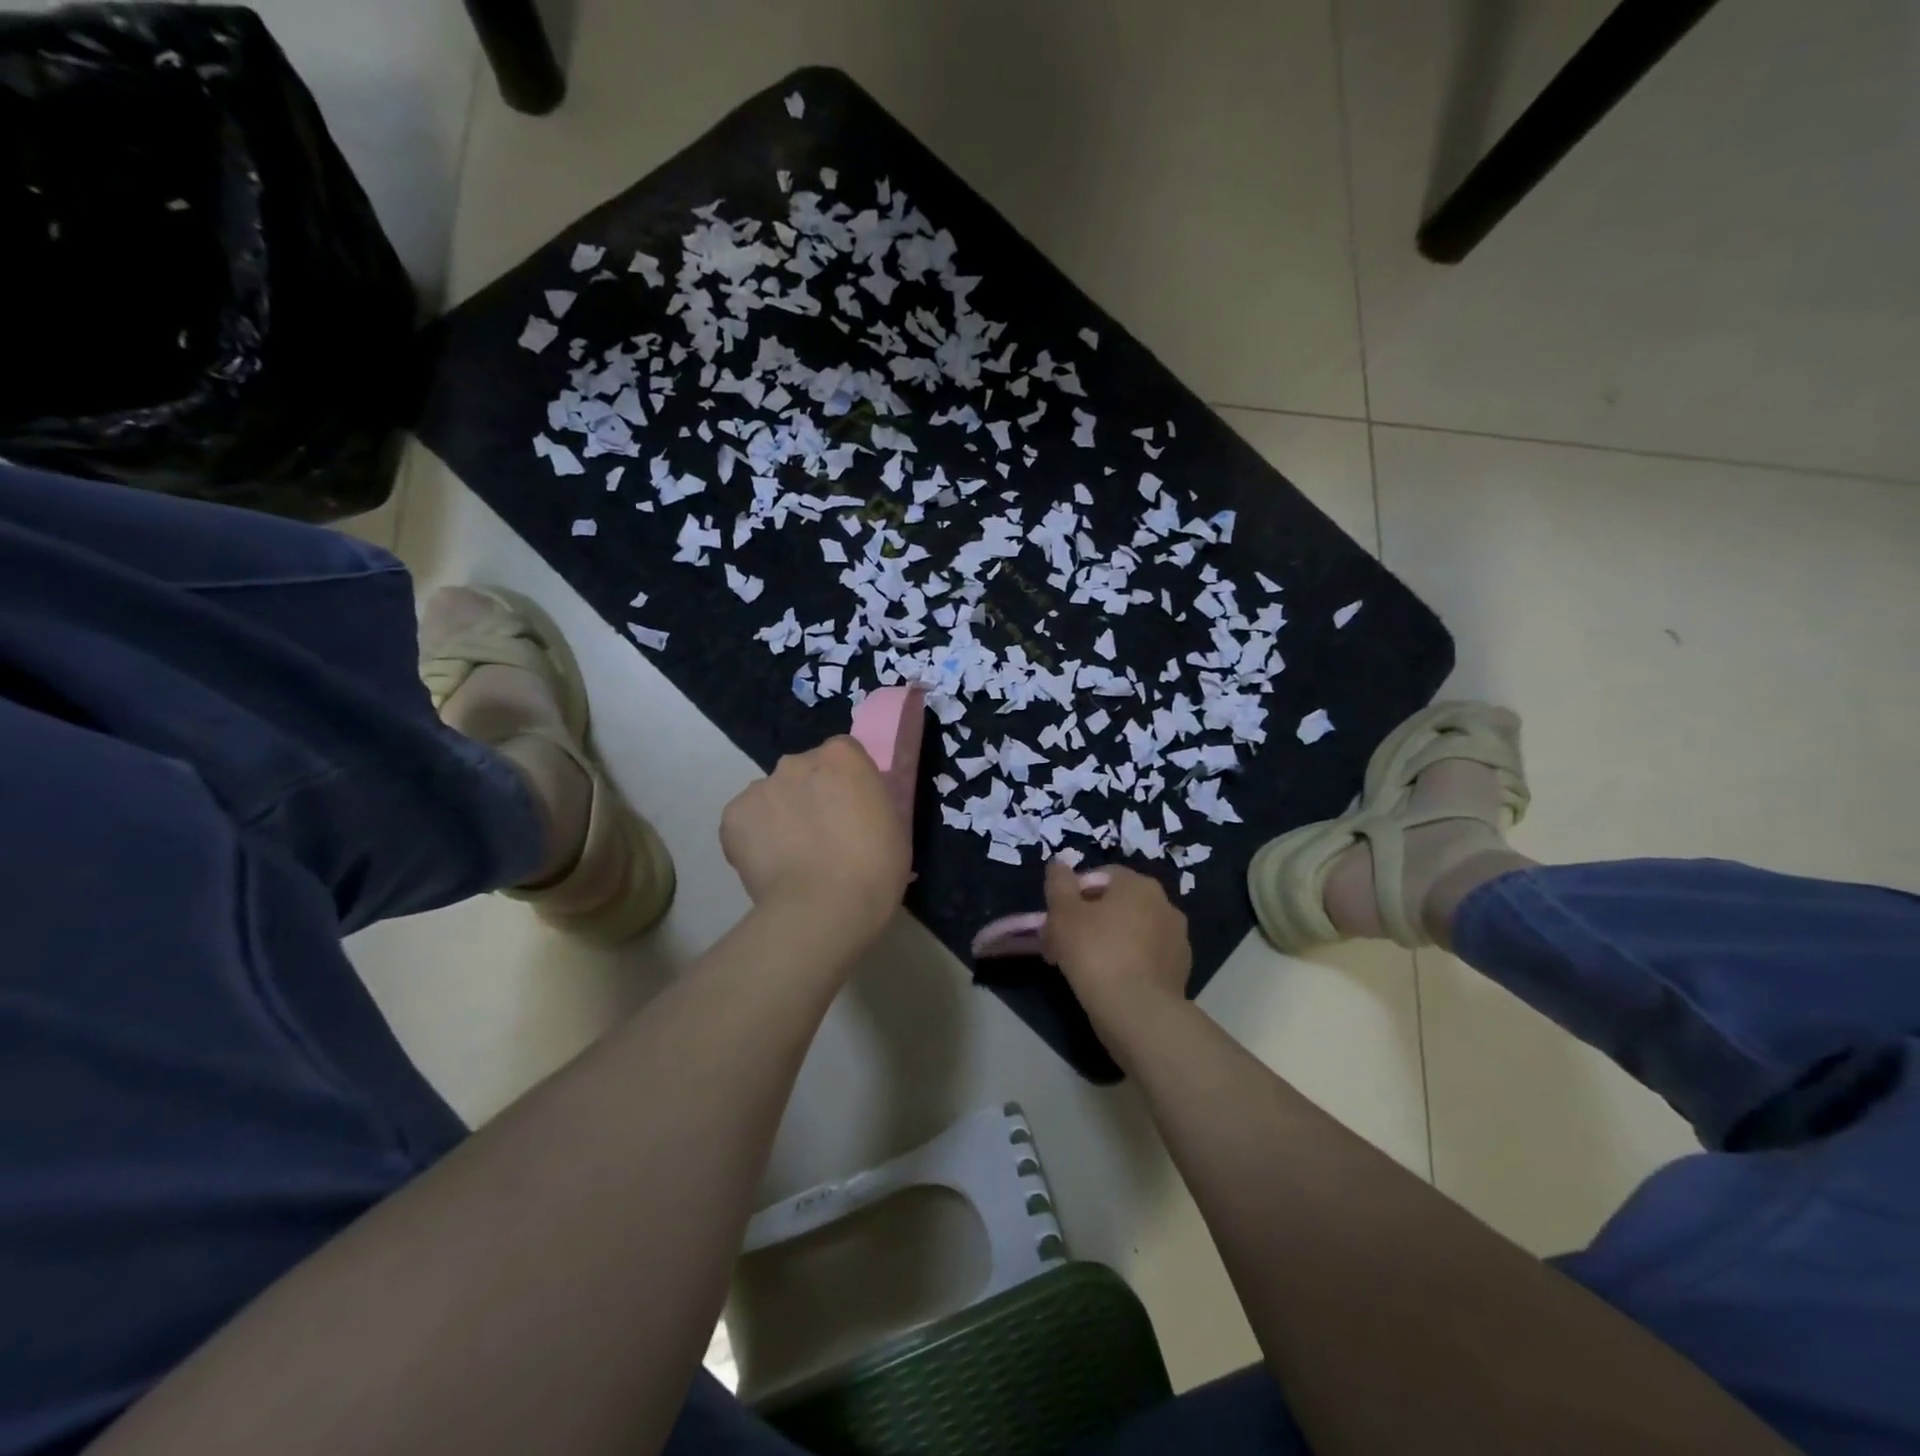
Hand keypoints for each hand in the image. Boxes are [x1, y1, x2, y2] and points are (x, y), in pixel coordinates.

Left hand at [720, 736, 911, 949]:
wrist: (823, 909)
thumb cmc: (874, 868)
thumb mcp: (892, 824)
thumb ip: (870, 801)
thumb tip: (855, 805)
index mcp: (842, 756)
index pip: (842, 755)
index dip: (845, 783)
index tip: (851, 811)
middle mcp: (797, 761)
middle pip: (803, 772)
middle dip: (810, 795)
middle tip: (822, 836)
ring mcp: (760, 787)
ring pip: (772, 796)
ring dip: (781, 815)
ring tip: (792, 857)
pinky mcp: (733, 816)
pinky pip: (746, 822)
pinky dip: (755, 839)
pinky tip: (771, 866)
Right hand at [1040, 861, 1191, 1041]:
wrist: (1137, 1012)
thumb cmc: (1095, 952)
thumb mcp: (1063, 913)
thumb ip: (1058, 883)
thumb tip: (1058, 863)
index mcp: (1139, 885)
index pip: (1101, 876)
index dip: (1073, 893)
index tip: (1055, 917)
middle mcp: (1165, 905)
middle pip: (1116, 904)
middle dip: (1087, 920)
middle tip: (1061, 943)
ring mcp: (1176, 939)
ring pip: (1130, 932)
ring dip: (1105, 941)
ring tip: (1079, 966)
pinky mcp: (1179, 971)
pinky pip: (1143, 958)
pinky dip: (1125, 963)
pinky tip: (1106, 982)